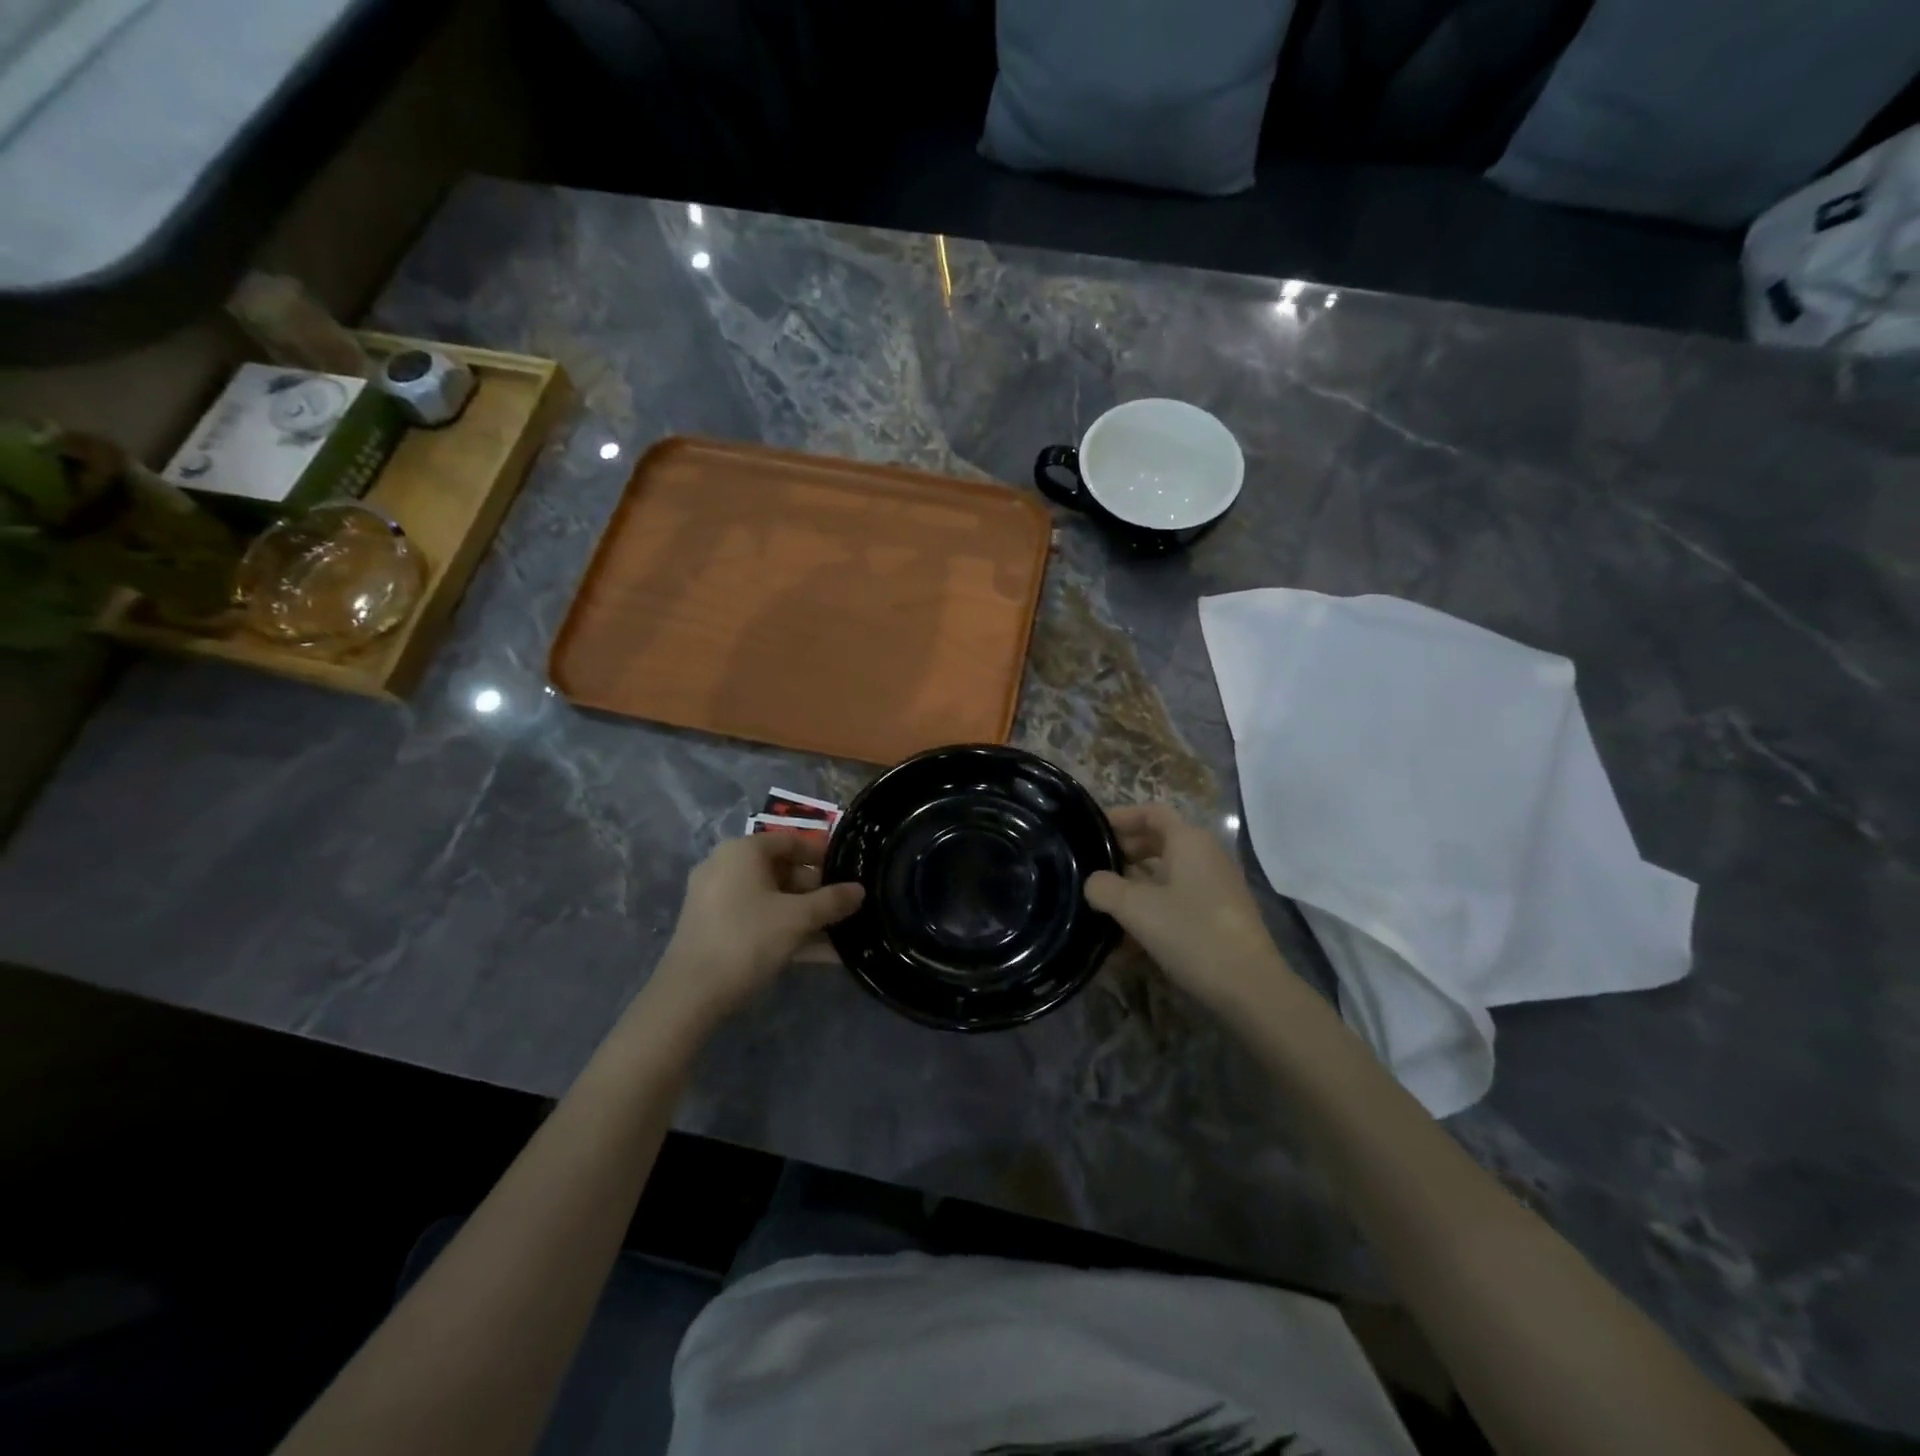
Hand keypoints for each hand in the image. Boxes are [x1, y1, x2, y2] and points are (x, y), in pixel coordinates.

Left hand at [649, 832, 863, 1024]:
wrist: (690, 994)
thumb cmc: (747, 939)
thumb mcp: (798, 918)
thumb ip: (832, 901)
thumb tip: (860, 890)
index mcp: (742, 851)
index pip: (790, 840)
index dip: (822, 855)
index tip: (847, 873)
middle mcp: (725, 866)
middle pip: (781, 870)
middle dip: (816, 891)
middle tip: (844, 909)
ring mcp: (716, 898)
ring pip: (771, 899)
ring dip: (805, 915)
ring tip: (839, 934)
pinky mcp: (713, 927)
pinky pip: (757, 919)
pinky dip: (784, 930)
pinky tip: (818, 953)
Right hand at [1085, 804, 1296, 1014]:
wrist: (1250, 987)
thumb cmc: (1191, 933)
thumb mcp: (1136, 908)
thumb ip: (1104, 888)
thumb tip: (1093, 883)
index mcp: (1189, 841)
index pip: (1152, 813)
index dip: (1121, 817)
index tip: (1093, 829)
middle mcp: (1206, 856)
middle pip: (1158, 843)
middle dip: (1124, 854)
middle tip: (1093, 869)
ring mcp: (1215, 888)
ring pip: (1166, 876)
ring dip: (1134, 888)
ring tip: (1104, 908)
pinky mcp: (1218, 917)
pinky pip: (1178, 902)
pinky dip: (1152, 911)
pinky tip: (1127, 943)